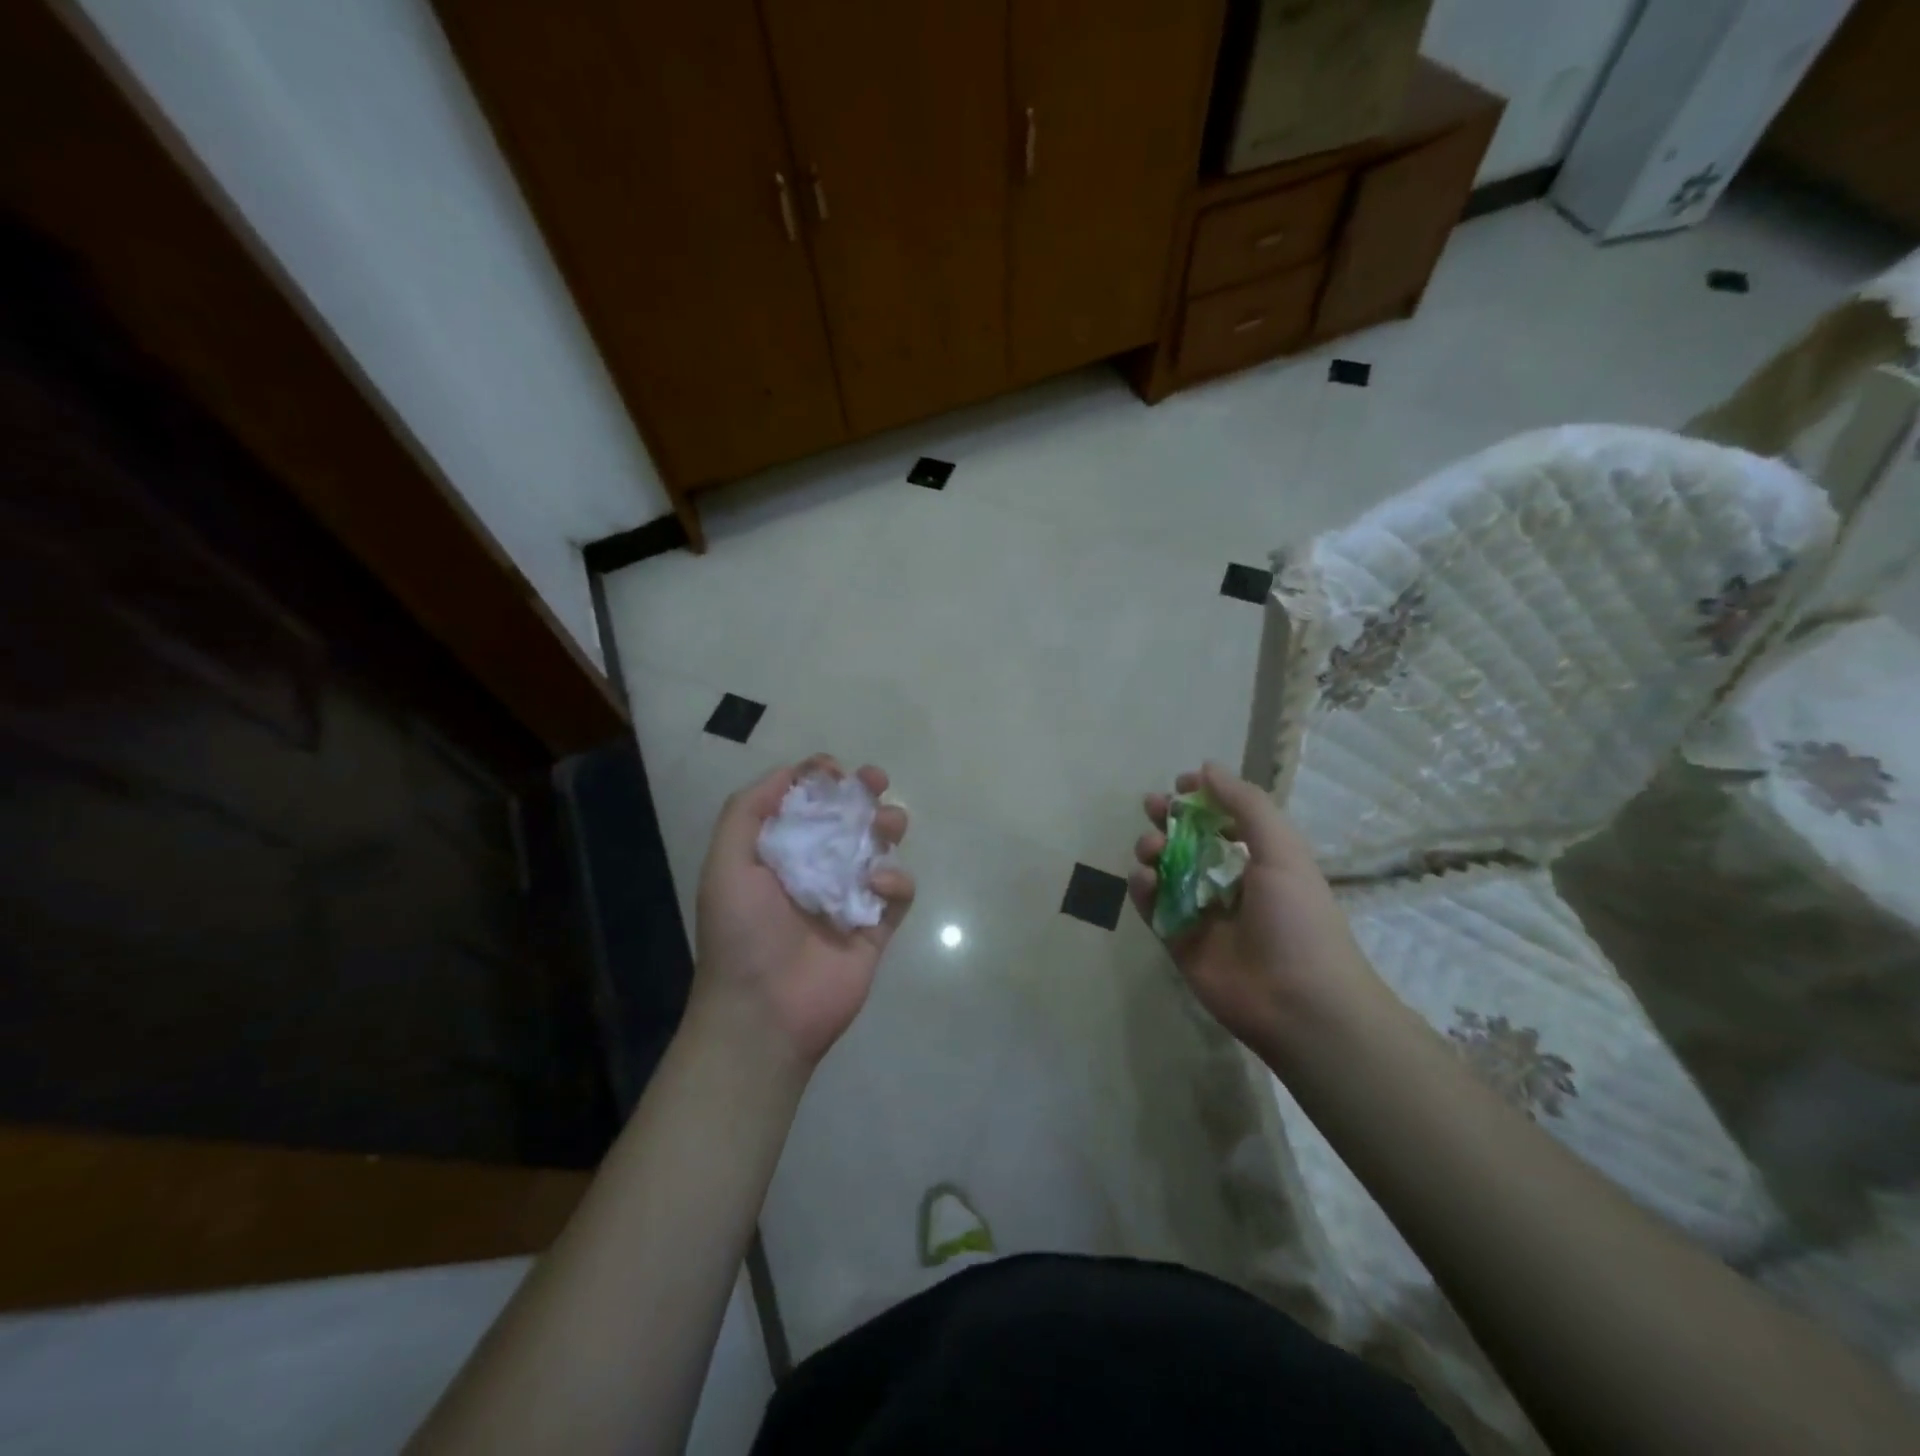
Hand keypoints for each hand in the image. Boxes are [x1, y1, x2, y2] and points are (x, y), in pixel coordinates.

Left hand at [690, 756, 913, 1073]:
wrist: (763, 1013)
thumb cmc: (740, 933)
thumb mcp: (726, 862)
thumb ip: (747, 810)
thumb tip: (790, 772)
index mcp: (778, 854)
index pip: (805, 804)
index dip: (821, 780)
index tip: (833, 770)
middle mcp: (815, 870)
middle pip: (848, 820)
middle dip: (864, 793)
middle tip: (875, 781)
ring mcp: (848, 898)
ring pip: (879, 849)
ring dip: (887, 826)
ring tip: (888, 824)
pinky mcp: (875, 928)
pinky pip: (897, 892)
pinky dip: (895, 879)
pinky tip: (876, 883)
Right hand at [1128, 762, 1374, 1062]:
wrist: (1299, 1003)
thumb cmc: (1297, 919)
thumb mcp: (1281, 849)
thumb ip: (1245, 804)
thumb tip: (1207, 767)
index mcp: (1261, 859)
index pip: (1224, 819)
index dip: (1201, 799)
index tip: (1179, 785)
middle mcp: (1229, 882)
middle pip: (1189, 841)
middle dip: (1168, 820)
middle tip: (1150, 807)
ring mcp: (1202, 913)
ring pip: (1165, 871)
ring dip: (1153, 851)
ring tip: (1152, 849)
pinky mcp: (1179, 941)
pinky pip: (1153, 906)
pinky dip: (1143, 889)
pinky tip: (1144, 879)